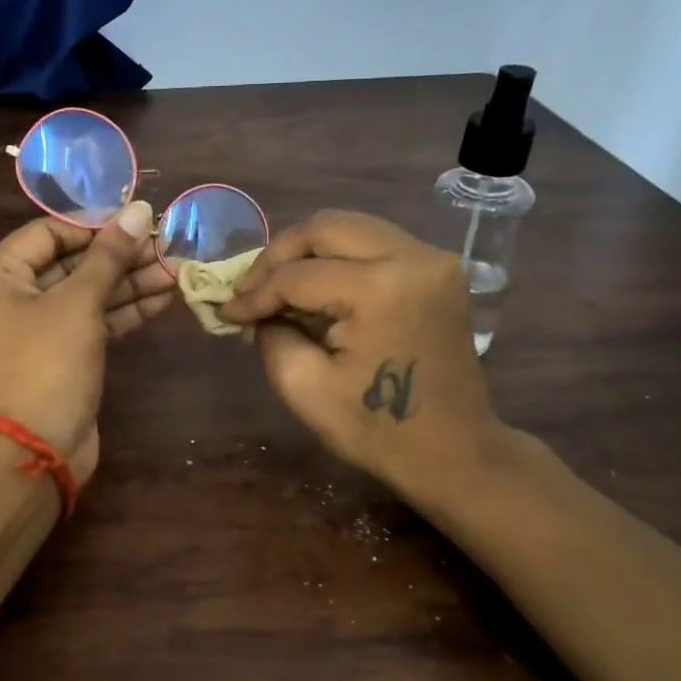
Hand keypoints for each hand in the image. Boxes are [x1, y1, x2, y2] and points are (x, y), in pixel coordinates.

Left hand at [0, 201, 171, 483]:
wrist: (35, 451)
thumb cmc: (46, 364)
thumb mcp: (79, 303)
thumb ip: (110, 255)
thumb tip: (139, 209)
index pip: (46, 233)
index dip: (93, 226)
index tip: (136, 222)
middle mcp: (6, 301)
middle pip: (67, 265)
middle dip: (118, 257)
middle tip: (164, 246)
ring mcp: (32, 333)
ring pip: (83, 296)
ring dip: (127, 284)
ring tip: (174, 270)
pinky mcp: (57, 358)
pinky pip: (88, 324)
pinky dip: (121, 312)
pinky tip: (161, 299)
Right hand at [219, 210, 508, 499]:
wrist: (455, 452)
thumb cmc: (378, 429)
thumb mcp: (305, 387)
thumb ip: (271, 335)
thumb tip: (258, 310)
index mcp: (381, 288)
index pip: (299, 275)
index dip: (255, 293)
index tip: (226, 313)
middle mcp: (413, 257)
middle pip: (326, 228)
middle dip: (278, 256)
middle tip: (249, 288)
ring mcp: (432, 259)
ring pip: (351, 228)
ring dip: (307, 252)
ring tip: (275, 286)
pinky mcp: (438, 270)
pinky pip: (375, 244)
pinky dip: (338, 258)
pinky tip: (315, 287)